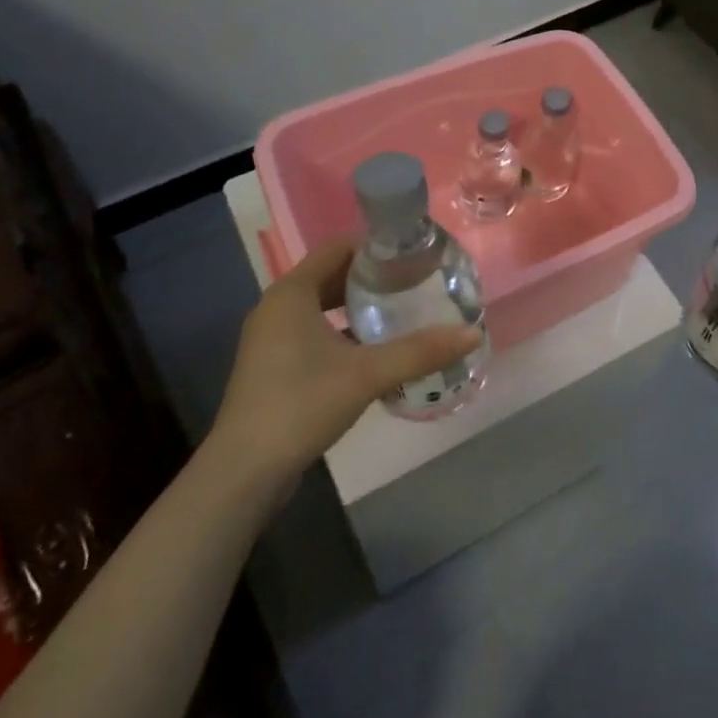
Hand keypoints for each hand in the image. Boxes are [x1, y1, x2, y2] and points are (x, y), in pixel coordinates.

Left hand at [209, 239, 481, 483]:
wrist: (245, 472)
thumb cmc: (301, 404)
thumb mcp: (366, 374)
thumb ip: (419, 351)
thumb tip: (472, 333)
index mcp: (292, 292)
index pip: (338, 247)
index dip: (376, 246)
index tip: (414, 254)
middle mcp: (278, 306)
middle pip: (333, 275)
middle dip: (374, 277)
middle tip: (417, 283)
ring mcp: (272, 339)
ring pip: (324, 307)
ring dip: (360, 307)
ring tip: (404, 312)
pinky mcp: (274, 366)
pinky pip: (315, 333)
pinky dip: (345, 333)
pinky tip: (376, 351)